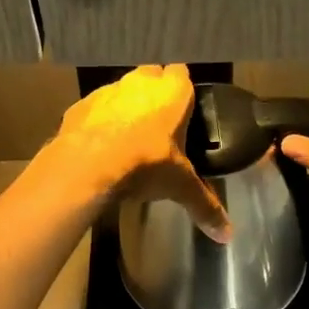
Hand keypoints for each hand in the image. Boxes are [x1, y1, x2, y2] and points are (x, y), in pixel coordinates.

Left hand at [42, 65, 231, 241]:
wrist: (87, 164)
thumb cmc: (145, 164)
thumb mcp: (180, 186)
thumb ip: (204, 205)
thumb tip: (227, 235)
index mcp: (172, 91)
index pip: (182, 74)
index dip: (182, 90)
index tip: (184, 110)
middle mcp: (141, 81)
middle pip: (152, 76)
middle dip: (155, 94)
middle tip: (159, 124)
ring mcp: (108, 90)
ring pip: (122, 90)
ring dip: (126, 106)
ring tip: (129, 138)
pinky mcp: (81, 104)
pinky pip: (96, 108)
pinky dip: (99, 121)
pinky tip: (101, 146)